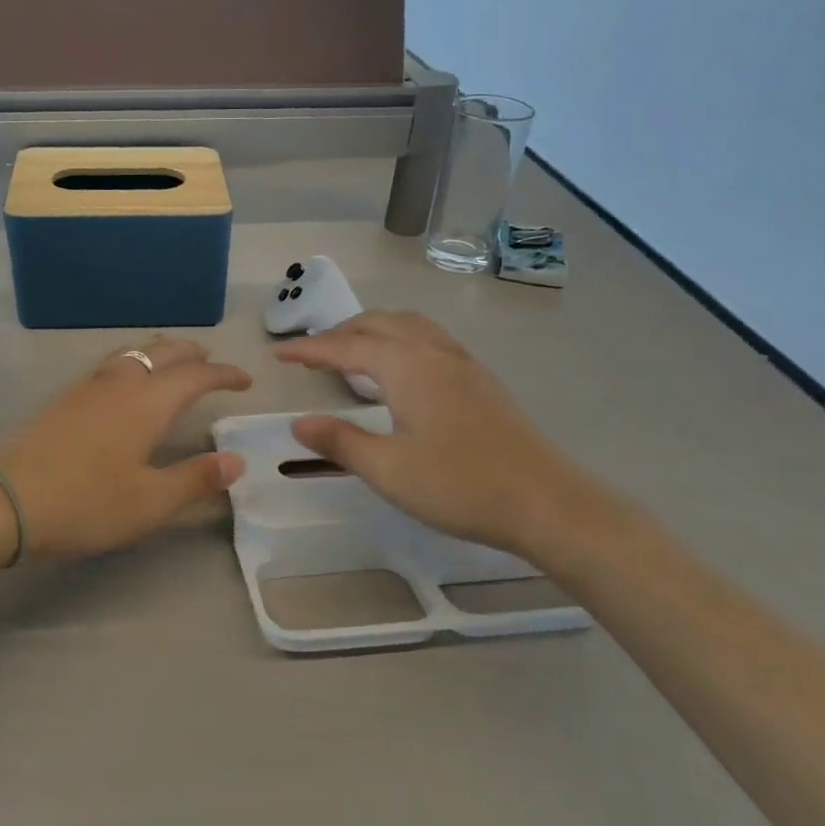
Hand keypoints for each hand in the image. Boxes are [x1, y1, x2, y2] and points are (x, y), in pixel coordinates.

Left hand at [0, 338, 250, 564]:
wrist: (1, 500)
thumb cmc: (84, 503)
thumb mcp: (149, 502)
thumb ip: (195, 479)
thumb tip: (235, 460)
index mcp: (148, 402)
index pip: (196, 375)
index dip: (224, 373)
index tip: (245, 380)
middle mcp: (119, 383)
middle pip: (162, 352)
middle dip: (191, 352)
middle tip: (210, 361)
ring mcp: (85, 387)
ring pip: (131, 353)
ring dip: (159, 353)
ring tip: (170, 365)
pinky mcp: (61, 399)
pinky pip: (109, 366)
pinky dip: (132, 364)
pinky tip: (123, 387)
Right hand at [274, 312, 619, 561]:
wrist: (547, 501)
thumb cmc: (461, 485)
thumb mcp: (389, 470)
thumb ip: (340, 442)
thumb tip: (299, 422)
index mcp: (408, 367)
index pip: (347, 346)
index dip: (309, 348)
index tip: (278, 353)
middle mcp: (434, 353)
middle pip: (379, 324)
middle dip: (339, 333)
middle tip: (310, 354)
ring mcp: (463, 363)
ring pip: (409, 326)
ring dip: (372, 331)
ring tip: (351, 352)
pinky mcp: (481, 380)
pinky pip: (429, 340)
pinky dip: (399, 340)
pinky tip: (401, 369)